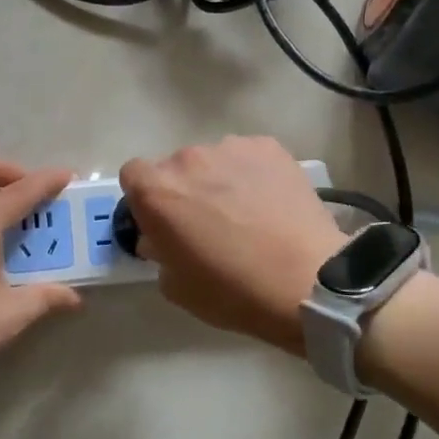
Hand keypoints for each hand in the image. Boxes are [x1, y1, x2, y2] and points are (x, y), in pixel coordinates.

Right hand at [119, 136, 345, 356]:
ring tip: (247, 212)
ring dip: (219, 179)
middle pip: (175, 166)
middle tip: (209, 222)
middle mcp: (187, 159)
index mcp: (156, 191)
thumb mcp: (175, 286)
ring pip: (213, 160)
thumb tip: (161, 237)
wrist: (306, 281)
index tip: (163, 221)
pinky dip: (253, 174)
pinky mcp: (269, 147)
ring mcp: (231, 147)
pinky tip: (271, 202)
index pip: (133, 174)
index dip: (145, 197)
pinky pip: (248, 157)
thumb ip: (158, 251)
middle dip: (185, 189)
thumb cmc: (232, 291)